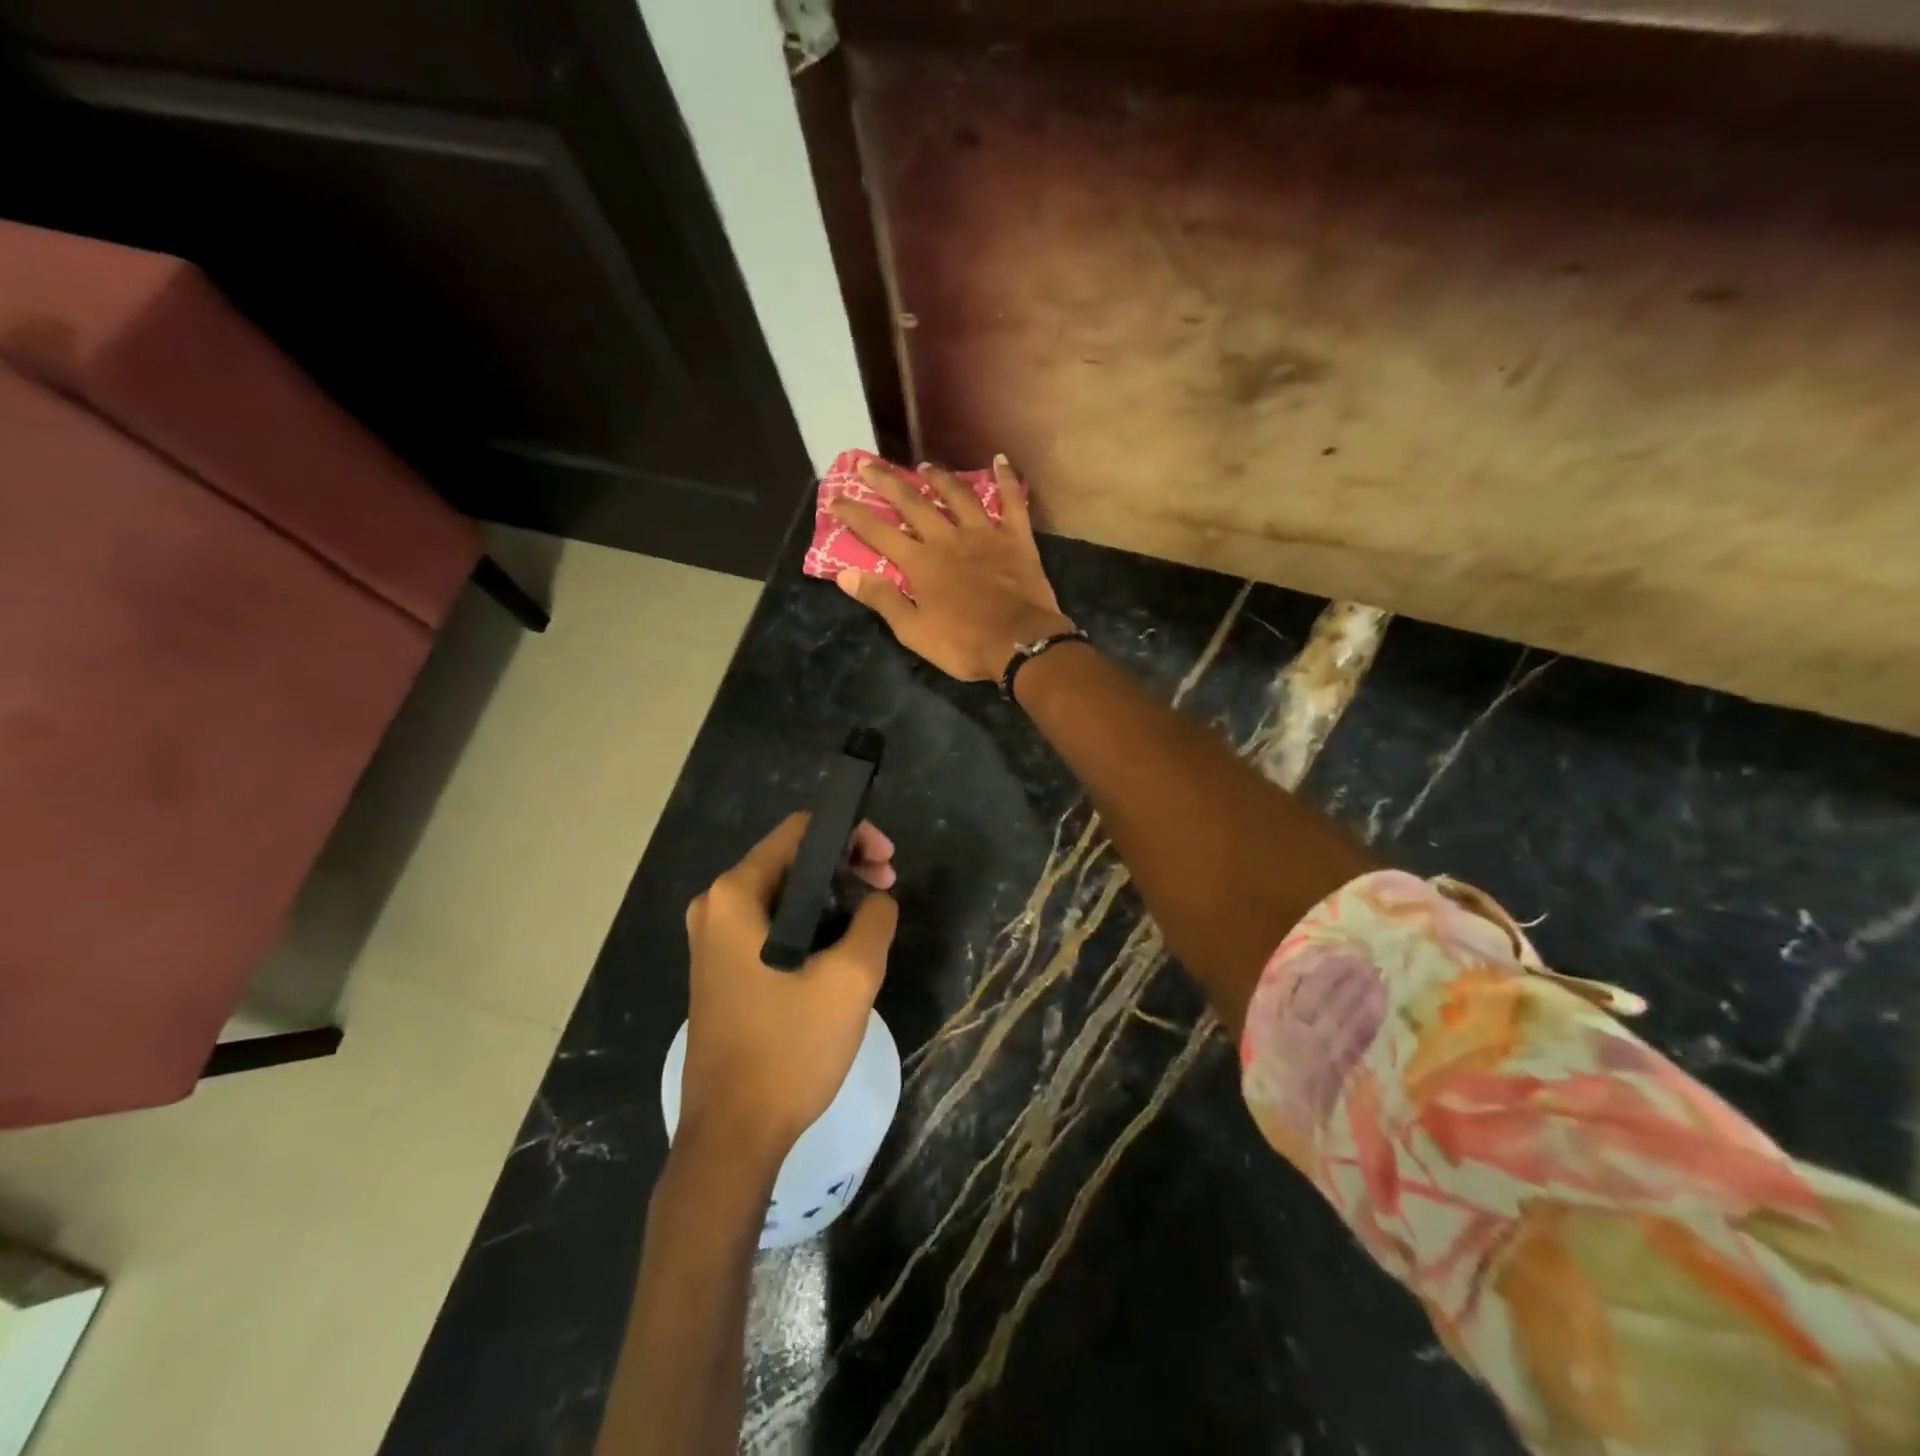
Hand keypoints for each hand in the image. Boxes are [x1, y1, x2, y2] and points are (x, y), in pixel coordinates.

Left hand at [679, 814, 898, 1161]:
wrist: (733, 1136)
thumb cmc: (788, 1049)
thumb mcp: (851, 978)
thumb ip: (875, 919)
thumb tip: (877, 900)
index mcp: (735, 895)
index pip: (799, 831)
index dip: (850, 835)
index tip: (887, 862)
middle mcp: (715, 907)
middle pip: (791, 860)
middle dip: (845, 868)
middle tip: (888, 890)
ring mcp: (714, 941)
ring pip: (784, 895)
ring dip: (832, 898)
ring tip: (872, 922)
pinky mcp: (721, 970)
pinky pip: (772, 926)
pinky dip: (810, 924)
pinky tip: (842, 949)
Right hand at [829, 455, 1074, 681]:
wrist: (1020, 644)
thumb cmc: (963, 644)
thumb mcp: (913, 631)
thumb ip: (882, 599)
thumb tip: (845, 574)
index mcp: (921, 563)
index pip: (878, 533)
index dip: (854, 515)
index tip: (834, 499)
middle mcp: (948, 539)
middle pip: (913, 503)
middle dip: (887, 482)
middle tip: (868, 464)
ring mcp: (984, 535)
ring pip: (958, 496)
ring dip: (940, 478)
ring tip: (925, 466)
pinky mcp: (1016, 539)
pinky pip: (1012, 502)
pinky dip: (1006, 480)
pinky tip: (1000, 460)